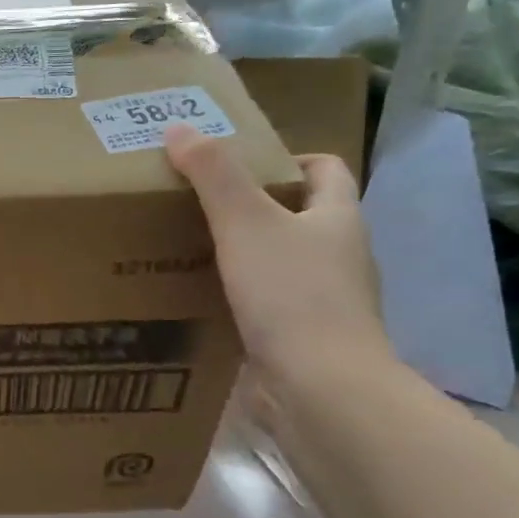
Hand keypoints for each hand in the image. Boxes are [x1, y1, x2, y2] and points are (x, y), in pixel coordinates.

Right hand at [164, 125, 391, 385]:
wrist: (320, 389)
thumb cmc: (290, 294)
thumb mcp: (245, 223)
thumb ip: (213, 174)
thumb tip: (178, 128)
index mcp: (338, 218)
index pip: (326, 170)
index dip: (289, 158)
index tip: (240, 164)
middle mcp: (340, 256)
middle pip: (300, 216)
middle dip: (255, 207)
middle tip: (198, 205)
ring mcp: (325, 301)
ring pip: (282, 263)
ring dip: (245, 255)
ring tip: (190, 250)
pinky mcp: (305, 339)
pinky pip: (270, 304)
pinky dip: (240, 297)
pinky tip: (202, 300)